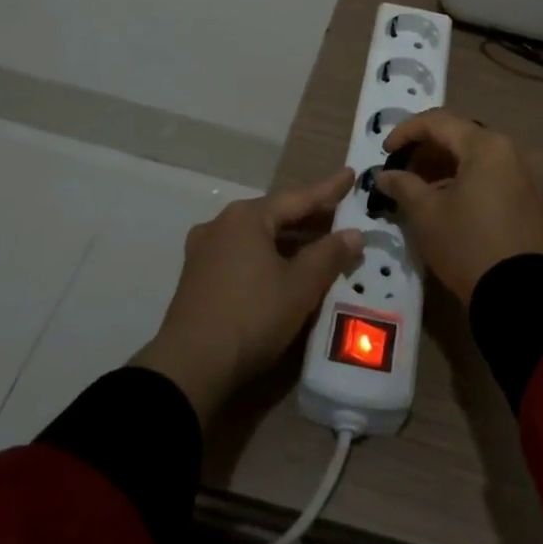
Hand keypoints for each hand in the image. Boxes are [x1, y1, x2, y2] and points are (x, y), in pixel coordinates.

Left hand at [131, 168, 361, 424]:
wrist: (189, 368)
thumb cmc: (251, 316)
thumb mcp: (300, 286)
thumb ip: (329, 255)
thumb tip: (353, 234)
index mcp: (247, 217)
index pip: (298, 197)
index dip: (328, 189)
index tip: (350, 175)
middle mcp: (222, 224)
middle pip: (275, 214)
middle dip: (309, 217)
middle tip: (340, 213)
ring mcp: (205, 250)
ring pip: (258, 236)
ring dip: (289, 239)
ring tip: (319, 243)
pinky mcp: (198, 277)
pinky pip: (243, 254)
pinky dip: (268, 255)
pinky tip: (284, 268)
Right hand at [373, 110, 542, 303]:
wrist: (522, 295)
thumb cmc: (468, 246)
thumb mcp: (427, 215)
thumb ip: (403, 186)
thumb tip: (385, 175)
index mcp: (487, 145)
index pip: (438, 122)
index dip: (406, 132)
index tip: (386, 151)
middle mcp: (513, 149)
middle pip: (462, 135)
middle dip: (428, 149)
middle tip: (403, 170)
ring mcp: (529, 172)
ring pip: (480, 155)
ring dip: (449, 164)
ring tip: (423, 187)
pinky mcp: (536, 196)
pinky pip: (497, 173)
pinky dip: (471, 178)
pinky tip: (452, 199)